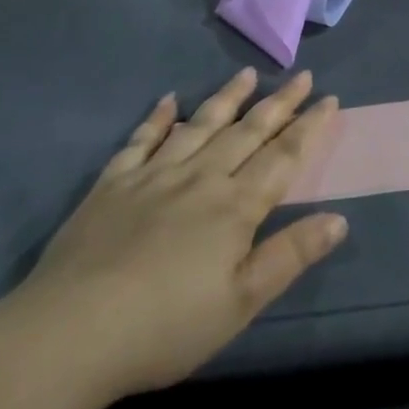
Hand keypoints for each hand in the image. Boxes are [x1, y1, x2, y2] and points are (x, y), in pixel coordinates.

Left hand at [5, 70, 346, 402]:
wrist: (69, 333)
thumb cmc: (165, 326)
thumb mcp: (240, 302)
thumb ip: (289, 255)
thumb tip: (339, 218)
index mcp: (234, 206)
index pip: (283, 156)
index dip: (309, 127)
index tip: (329, 98)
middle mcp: (199, 178)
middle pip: (247, 132)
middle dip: (279, 103)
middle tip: (301, 75)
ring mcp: (153, 176)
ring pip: (200, 125)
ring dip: (227, 98)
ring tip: (247, 74)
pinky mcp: (112, 184)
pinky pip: (141, 140)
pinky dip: (158, 118)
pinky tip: (169, 100)